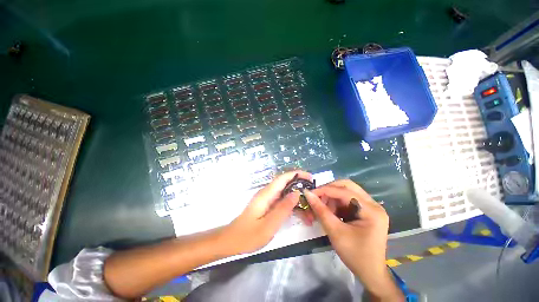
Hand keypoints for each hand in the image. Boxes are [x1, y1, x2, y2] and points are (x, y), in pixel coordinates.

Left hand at [223, 170, 311, 253]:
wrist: (232, 241)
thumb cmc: (249, 235)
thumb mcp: (269, 224)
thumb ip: (283, 208)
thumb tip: (297, 193)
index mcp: (266, 194)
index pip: (283, 178)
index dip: (297, 174)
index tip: (310, 177)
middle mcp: (267, 193)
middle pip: (285, 184)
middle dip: (300, 187)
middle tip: (313, 195)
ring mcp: (267, 199)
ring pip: (285, 193)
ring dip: (297, 199)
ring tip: (309, 211)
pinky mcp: (267, 205)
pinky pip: (282, 201)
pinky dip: (291, 205)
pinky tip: (299, 214)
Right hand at [303, 180, 404, 301]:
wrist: (370, 273)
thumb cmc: (355, 255)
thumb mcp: (335, 232)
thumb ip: (321, 211)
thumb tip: (308, 194)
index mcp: (371, 210)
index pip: (344, 191)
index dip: (325, 190)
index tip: (310, 193)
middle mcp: (373, 204)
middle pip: (347, 186)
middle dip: (329, 190)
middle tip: (317, 197)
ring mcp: (371, 207)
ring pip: (347, 191)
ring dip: (333, 196)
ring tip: (324, 208)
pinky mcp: (366, 211)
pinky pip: (348, 199)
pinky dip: (337, 202)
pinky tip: (331, 211)